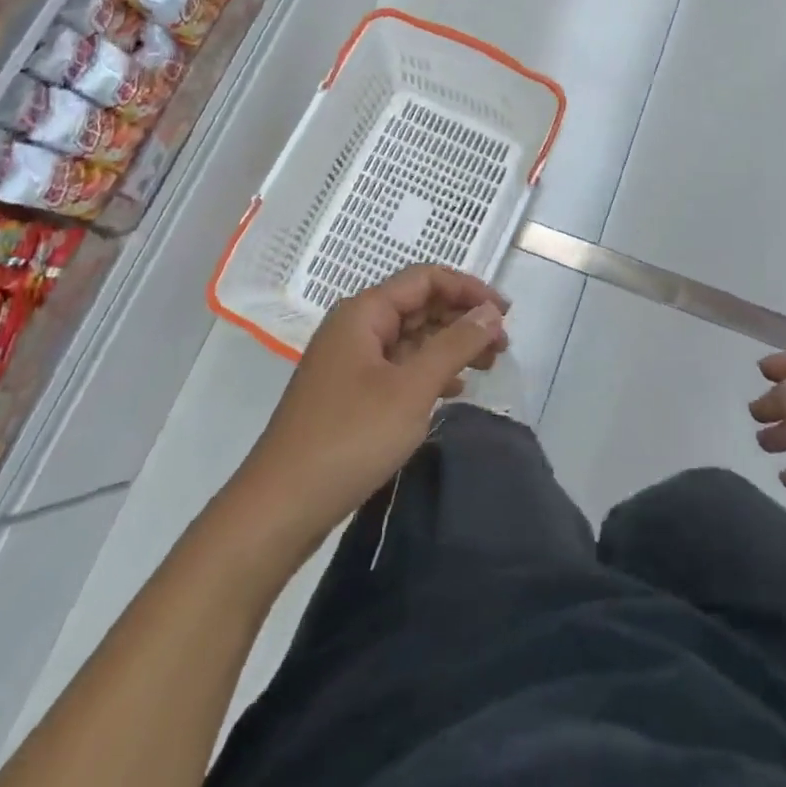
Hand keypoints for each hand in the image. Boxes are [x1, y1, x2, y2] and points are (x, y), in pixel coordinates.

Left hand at [241, 266, 507, 546]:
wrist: (280, 507)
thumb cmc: (350, 438)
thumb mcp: (412, 389)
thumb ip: (455, 345)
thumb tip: (490, 312)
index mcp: (364, 312)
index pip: (425, 278)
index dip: (468, 289)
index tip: (505, 314)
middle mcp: (355, 327)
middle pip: (418, 305)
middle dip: (462, 319)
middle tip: (502, 345)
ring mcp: (350, 362)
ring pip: (410, 338)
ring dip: (450, 346)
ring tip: (488, 366)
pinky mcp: (350, 394)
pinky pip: (398, 367)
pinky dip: (429, 372)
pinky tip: (454, 392)